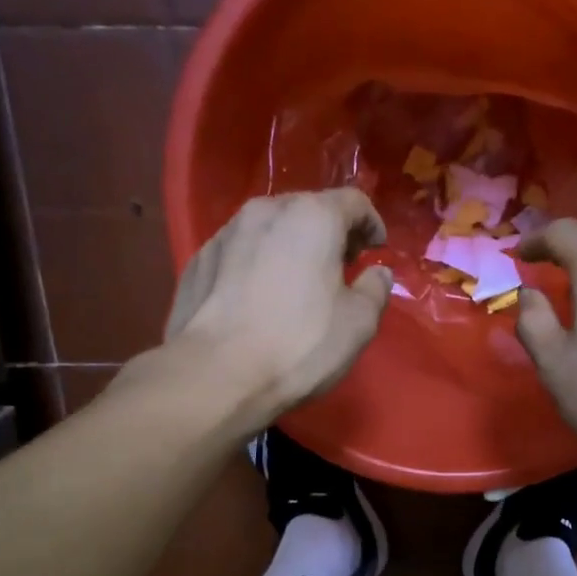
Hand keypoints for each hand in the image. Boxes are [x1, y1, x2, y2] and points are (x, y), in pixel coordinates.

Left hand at [165, 189, 393, 424]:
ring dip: (290, 247)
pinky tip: (259, 299)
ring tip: (297, 283)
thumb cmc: (300, 344)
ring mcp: (226, 233)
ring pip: (270, 229)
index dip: (371, 224)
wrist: (217, 374)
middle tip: (340, 267)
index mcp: (312, 217)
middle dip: (329, 233)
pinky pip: (240, 252)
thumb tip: (377, 273)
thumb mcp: (358, 323)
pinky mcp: (199, 260)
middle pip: (308, 209)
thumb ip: (375, 290)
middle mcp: (266, 211)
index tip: (376, 250)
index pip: (353, 201)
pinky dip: (258, 264)